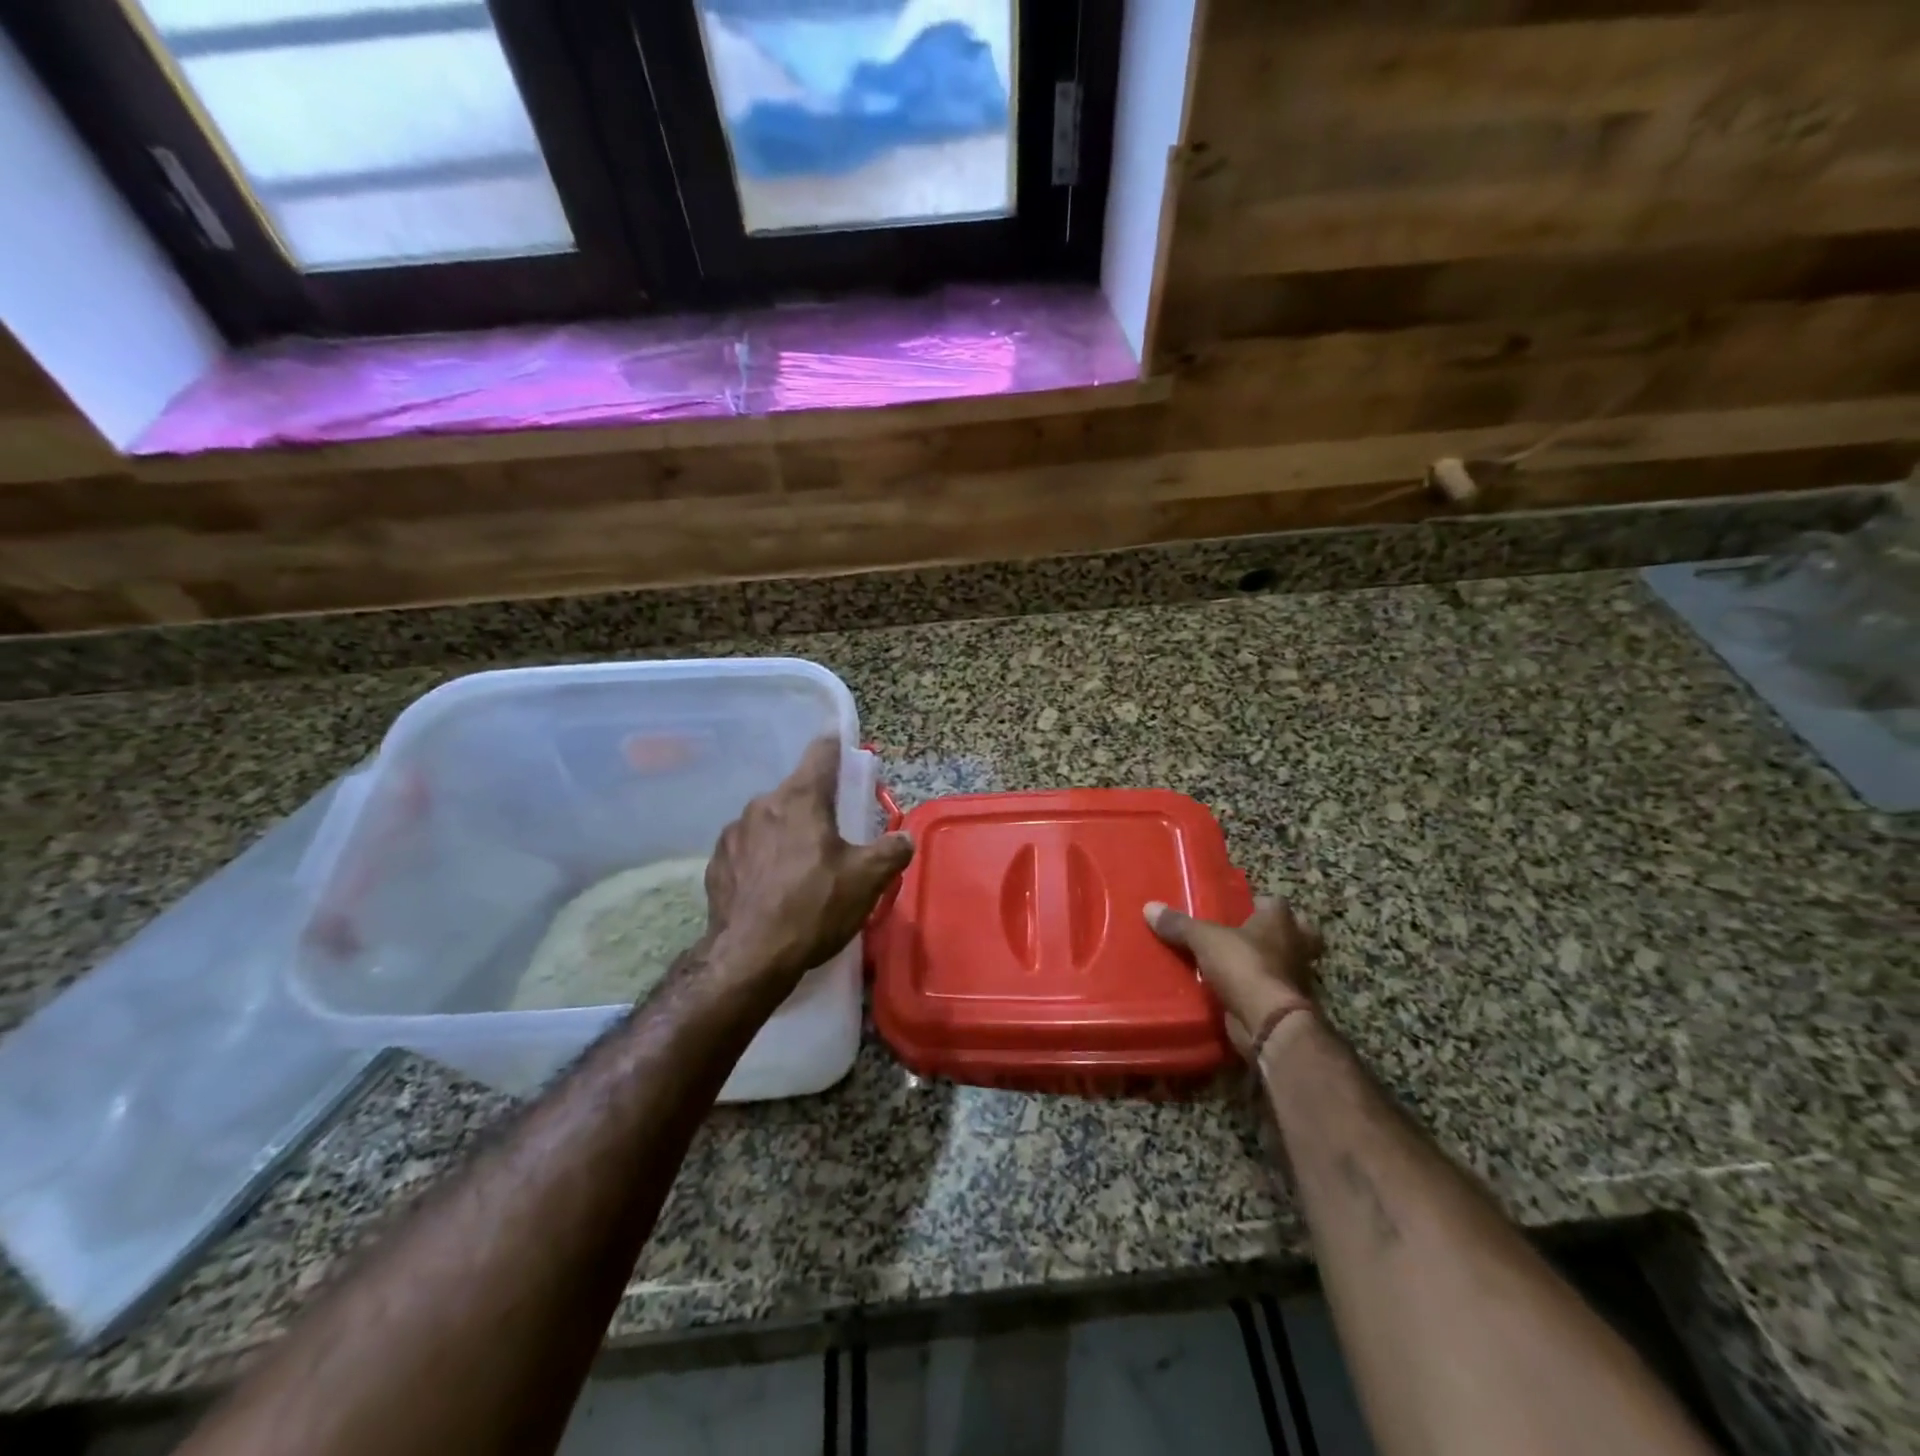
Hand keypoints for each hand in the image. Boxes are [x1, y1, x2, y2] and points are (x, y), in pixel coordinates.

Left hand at [703, 737, 913, 1004]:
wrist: (749, 957)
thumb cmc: (814, 907)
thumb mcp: (867, 880)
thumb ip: (891, 851)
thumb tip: (904, 839)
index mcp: (802, 798)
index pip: (821, 752)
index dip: (836, 746)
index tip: (844, 746)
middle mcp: (763, 804)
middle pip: (796, 791)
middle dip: (815, 805)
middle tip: (833, 833)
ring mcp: (734, 833)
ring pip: (770, 820)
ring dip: (787, 832)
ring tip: (801, 867)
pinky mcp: (717, 862)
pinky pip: (748, 848)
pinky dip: (762, 858)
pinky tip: (772, 888)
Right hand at [1144, 898, 1324, 1059]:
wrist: (1269, 1021)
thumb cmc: (1244, 966)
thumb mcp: (1204, 939)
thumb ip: (1180, 925)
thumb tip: (1150, 907)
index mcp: (1280, 922)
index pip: (1275, 903)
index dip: (1259, 903)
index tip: (1239, 907)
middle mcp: (1295, 946)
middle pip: (1295, 934)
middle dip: (1276, 935)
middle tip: (1246, 937)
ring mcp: (1295, 978)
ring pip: (1284, 964)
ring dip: (1266, 965)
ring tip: (1232, 965)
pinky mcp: (1285, 1005)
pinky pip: (1270, 991)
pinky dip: (1256, 991)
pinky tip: (1232, 992)